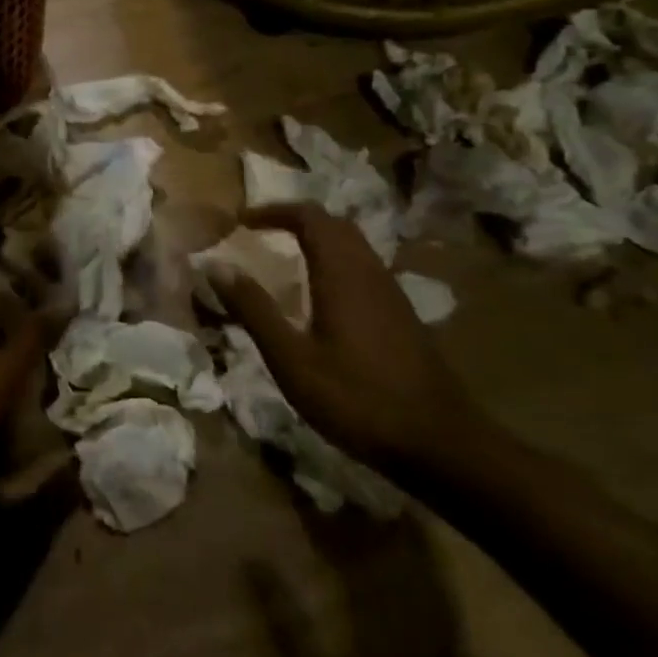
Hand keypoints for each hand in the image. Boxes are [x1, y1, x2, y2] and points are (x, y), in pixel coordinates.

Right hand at [213, 203, 484, 476]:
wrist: (441, 446)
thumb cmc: (357, 399)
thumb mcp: (291, 359)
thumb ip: (253, 309)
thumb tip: (216, 265)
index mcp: (342, 274)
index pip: (309, 216)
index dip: (273, 210)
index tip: (240, 221)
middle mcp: (370, 273)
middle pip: (334, 225)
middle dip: (295, 219)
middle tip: (260, 232)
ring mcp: (391, 294)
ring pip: (353, 246)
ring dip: (317, 240)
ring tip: (283, 258)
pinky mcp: (401, 316)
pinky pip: (363, 269)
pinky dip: (334, 262)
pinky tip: (319, 296)